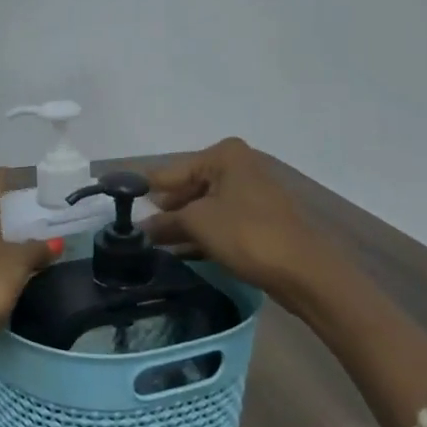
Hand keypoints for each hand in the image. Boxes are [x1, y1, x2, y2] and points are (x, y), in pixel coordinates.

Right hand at [143, 138, 342, 298]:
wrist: (305, 271)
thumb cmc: (247, 234)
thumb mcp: (197, 223)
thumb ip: (165, 221)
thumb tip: (142, 228)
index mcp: (224, 156)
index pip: (172, 171)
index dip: (146, 189)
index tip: (121, 203)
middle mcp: (238, 167)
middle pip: (189, 187)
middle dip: (165, 210)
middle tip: (137, 230)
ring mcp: (250, 194)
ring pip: (204, 207)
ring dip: (180, 225)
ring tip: (152, 245)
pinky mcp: (258, 220)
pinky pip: (219, 222)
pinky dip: (200, 234)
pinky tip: (179, 253)